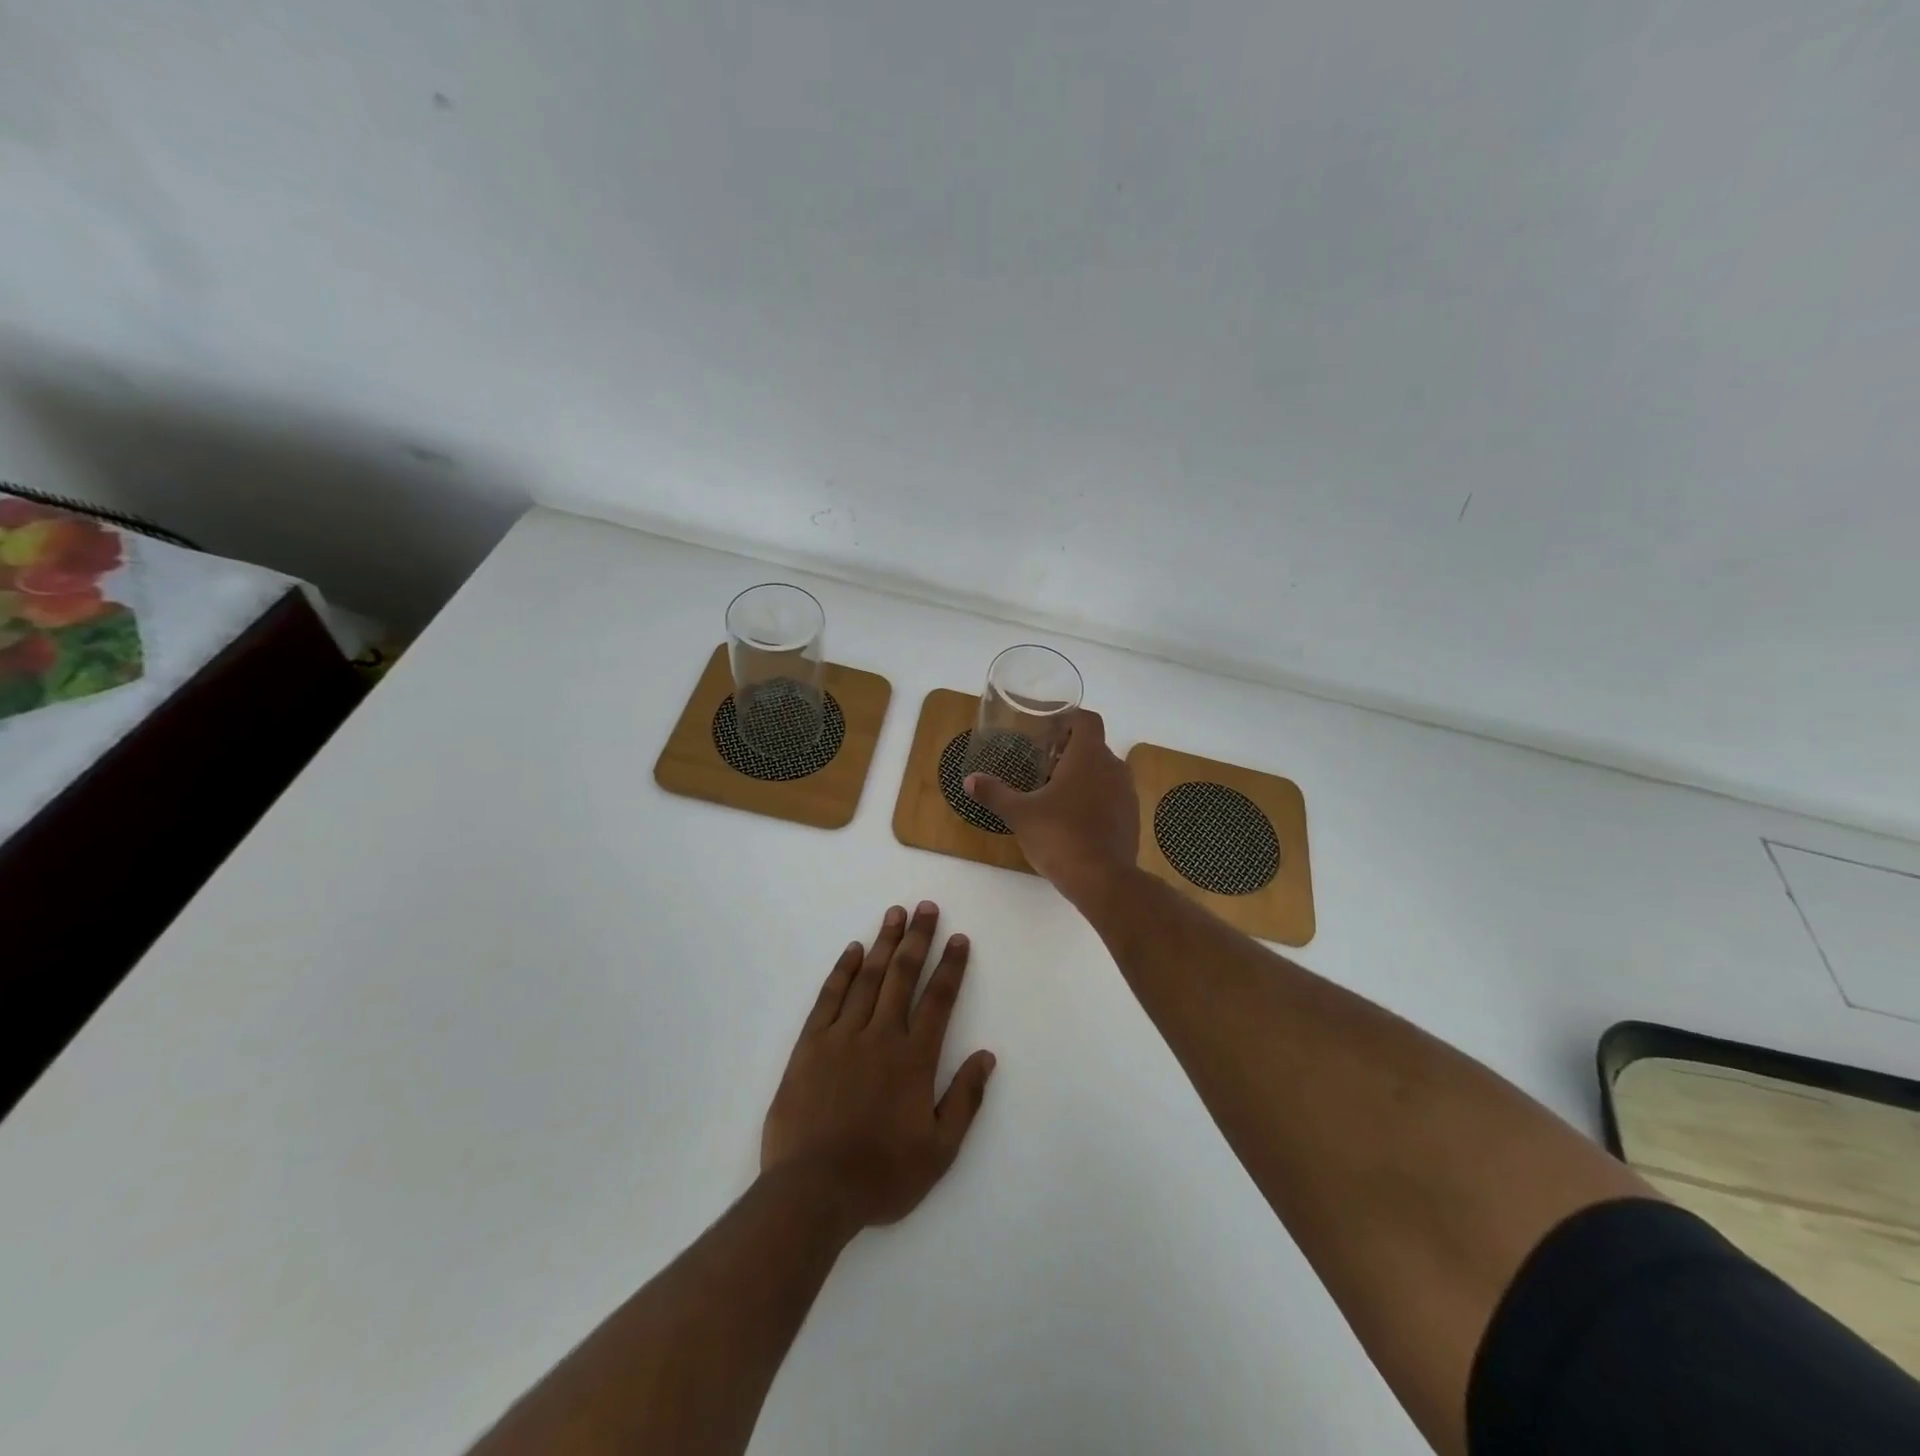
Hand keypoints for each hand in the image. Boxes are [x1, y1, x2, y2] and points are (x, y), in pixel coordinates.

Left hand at [761, 903, 995, 1228]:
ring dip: (884, 943)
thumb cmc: (881, 1175)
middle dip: (918, 938)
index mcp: (914, 1059)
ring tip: (895, 914)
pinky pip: (829, 997)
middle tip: (926, 908)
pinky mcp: (810, 1045)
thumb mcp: (939, 1151)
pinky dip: (843, 971)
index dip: (951, 966)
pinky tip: (853, 951)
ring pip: (868, 978)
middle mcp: (880, 1036)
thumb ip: (965, 1099)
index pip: (939, 1000)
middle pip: (903, 976)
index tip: (959, 938)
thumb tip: (987, 1056)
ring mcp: (842, 1037)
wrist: (812, 1192)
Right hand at [965, 709, 1138, 904]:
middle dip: (1068, 751)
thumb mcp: (1020, 814)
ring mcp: (1127, 794)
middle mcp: (1113, 767)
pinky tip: (1072, 819)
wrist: (1104, 880)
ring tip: (1054, 793)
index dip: (1067, 719)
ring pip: (1103, 772)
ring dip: (1082, 776)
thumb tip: (970, 780)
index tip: (1046, 730)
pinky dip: (1094, 798)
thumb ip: (995, 793)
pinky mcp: (1131, 818)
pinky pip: (1111, 796)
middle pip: (1093, 746)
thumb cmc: (1060, 836)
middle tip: (1041, 764)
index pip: (1086, 720)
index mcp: (1089, 756)